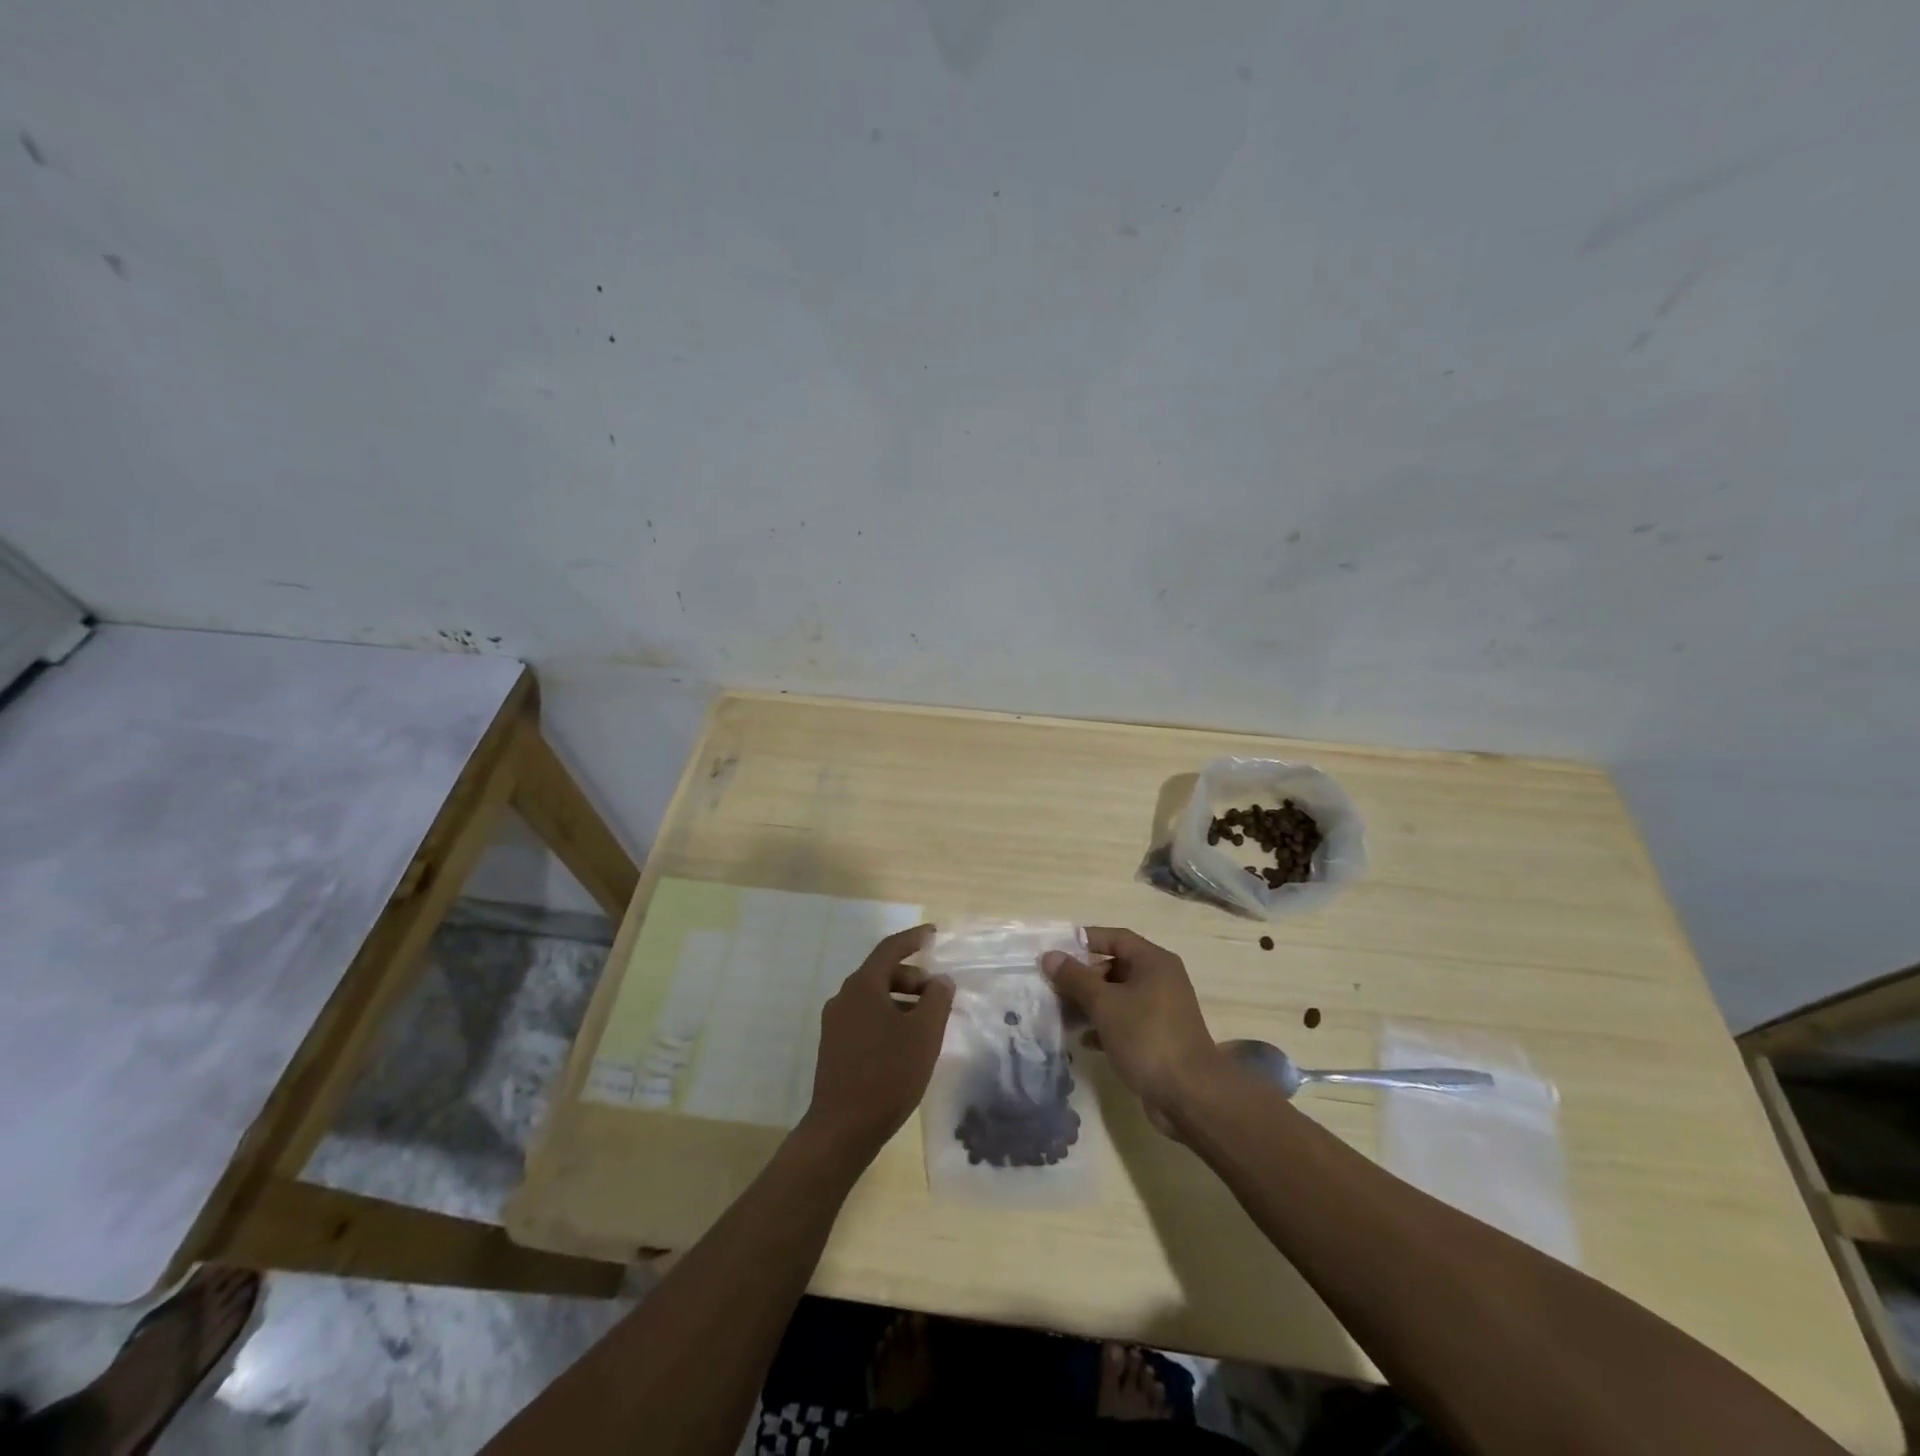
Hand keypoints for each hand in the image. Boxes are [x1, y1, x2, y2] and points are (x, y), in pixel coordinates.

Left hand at [804, 925, 953, 1159]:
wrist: (842, 1129)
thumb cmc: (887, 1074)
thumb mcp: (924, 1034)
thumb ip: (937, 1000)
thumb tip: (940, 980)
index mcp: (862, 986)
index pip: (890, 949)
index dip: (913, 939)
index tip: (933, 934)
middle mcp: (844, 997)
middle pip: (881, 973)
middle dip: (912, 978)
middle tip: (937, 994)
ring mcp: (835, 1023)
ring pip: (873, 998)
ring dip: (901, 1001)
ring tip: (926, 1023)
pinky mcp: (833, 1047)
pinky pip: (865, 1018)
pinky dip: (888, 1018)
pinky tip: (905, 1044)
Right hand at [1043, 928, 1220, 1120]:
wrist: (1190, 1095)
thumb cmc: (1146, 1037)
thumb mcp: (1105, 1004)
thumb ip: (1075, 978)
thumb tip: (1049, 955)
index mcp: (1154, 962)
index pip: (1116, 938)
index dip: (1085, 940)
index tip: (1057, 950)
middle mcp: (1161, 979)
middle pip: (1115, 967)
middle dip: (1083, 978)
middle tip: (1055, 989)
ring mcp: (1162, 1010)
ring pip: (1119, 996)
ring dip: (1091, 1004)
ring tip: (1063, 1016)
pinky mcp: (1159, 1036)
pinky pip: (1126, 1020)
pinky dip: (1105, 1026)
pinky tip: (1085, 1041)